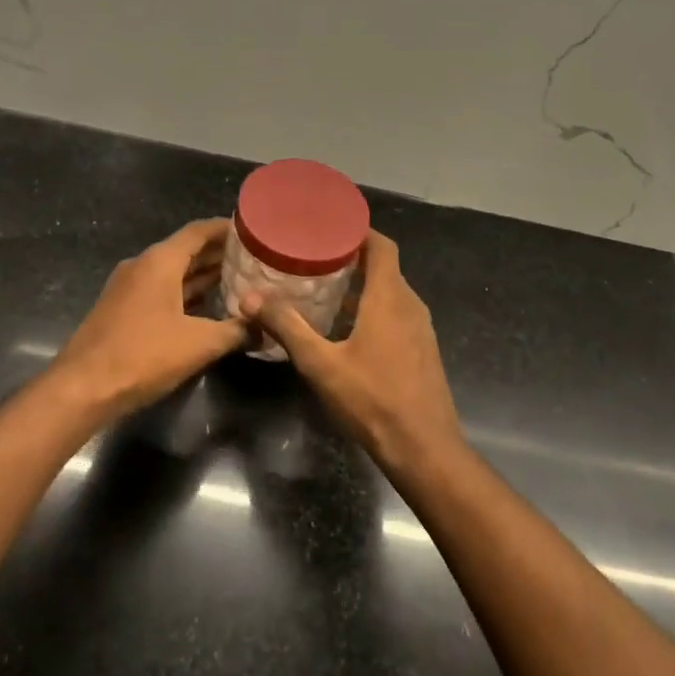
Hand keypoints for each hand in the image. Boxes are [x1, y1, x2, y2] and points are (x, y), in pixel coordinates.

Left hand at [48, 219, 248, 425]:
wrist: (82, 388)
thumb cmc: (143, 355)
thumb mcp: (199, 344)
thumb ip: (236, 331)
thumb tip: (265, 328)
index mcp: (160, 261)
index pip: (199, 231)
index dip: (228, 229)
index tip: (255, 232)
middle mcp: (142, 266)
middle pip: (187, 250)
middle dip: (220, 254)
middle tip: (255, 260)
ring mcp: (129, 287)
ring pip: (174, 272)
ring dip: (204, 275)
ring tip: (239, 281)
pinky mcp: (123, 309)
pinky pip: (161, 290)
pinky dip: (185, 293)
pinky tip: (208, 308)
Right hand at [241, 230, 463, 475]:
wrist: (424, 448)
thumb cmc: (372, 400)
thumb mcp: (321, 364)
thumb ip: (287, 327)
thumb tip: (250, 298)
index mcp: (390, 297)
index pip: (382, 245)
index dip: (359, 231)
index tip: (329, 227)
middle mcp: (410, 305)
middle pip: (384, 268)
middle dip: (352, 260)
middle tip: (313, 259)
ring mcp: (421, 329)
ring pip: (391, 294)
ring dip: (361, 288)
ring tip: (324, 291)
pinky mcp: (422, 350)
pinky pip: (397, 315)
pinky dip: (373, 310)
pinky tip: (346, 330)